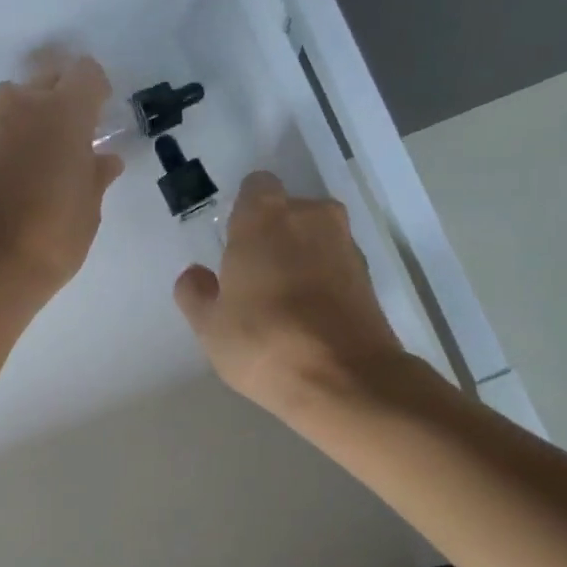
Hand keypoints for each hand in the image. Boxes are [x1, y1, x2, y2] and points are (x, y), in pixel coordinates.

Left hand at [0, 56, 123, 297]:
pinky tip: (6, 184)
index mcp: (63, 113)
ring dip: (27, 122)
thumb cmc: (53, 237)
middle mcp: (20, 104)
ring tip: (34, 164)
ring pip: (12, 105)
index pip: (85, 73)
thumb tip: (104, 159)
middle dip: (59, 100)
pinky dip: (1, 147)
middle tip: (68, 140)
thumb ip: (96, 175)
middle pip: (45, 78)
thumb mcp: (88, 209)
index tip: (98, 118)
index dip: (95, 92)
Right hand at [173, 172, 406, 416]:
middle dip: (274, 236)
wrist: (345, 379)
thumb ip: (196, 293)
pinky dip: (325, 282)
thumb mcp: (210, 326)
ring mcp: (346, 245)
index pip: (255, 187)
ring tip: (285, 305)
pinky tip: (311, 319)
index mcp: (265, 217)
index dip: (244, 215)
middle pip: (289, 212)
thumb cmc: (263, 342)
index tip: (234, 248)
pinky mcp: (370, 277)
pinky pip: (337, 266)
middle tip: (256, 280)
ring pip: (316, 239)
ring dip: (302, 259)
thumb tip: (195, 275)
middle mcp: (311, 217)